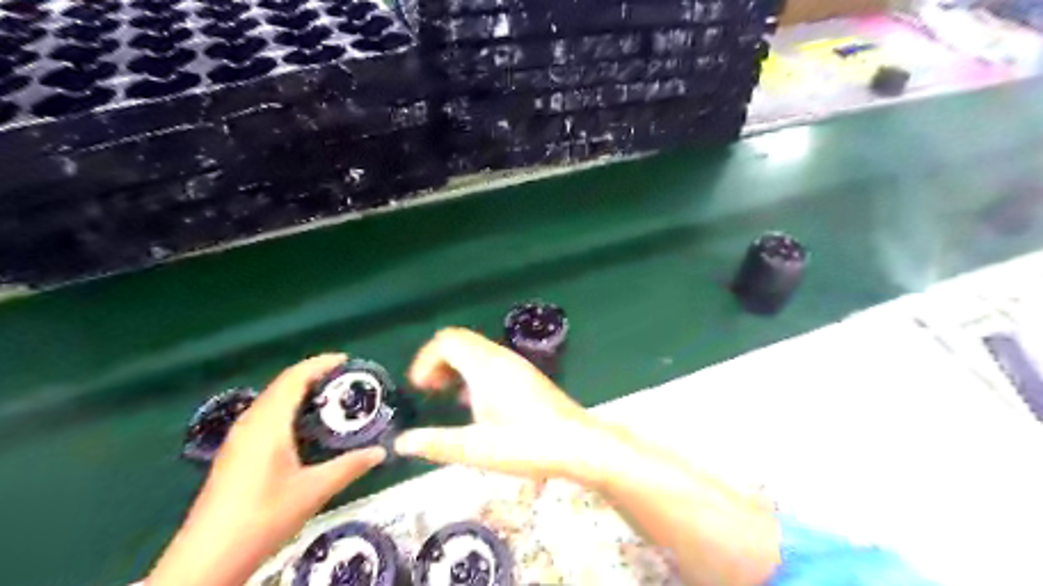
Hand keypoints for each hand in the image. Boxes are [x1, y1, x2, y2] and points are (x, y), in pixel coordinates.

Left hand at [149, 353, 384, 585]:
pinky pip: (265, 415)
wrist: (208, 558)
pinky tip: (304, 427)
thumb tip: (381, 452)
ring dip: (299, 391)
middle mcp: (250, 423)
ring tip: (330, 397)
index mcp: (268, 424)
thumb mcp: (314, 490)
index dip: (319, 364)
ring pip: (272, 400)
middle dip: (313, 375)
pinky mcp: (235, 452)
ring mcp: (239, 438)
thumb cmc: (263, 517)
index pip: (294, 379)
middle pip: (282, 385)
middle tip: (346, 379)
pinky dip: (288, 408)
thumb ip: (349, 467)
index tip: (347, 360)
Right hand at [393, 327, 613, 482]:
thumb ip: (437, 443)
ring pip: (476, 351)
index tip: (419, 387)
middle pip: (460, 341)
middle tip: (430, 391)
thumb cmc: (527, 445)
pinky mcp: (526, 376)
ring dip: (456, 367)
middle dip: (438, 361)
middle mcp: (501, 358)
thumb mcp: (477, 449)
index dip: (425, 359)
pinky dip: (473, 373)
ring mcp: (516, 365)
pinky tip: (475, 404)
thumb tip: (402, 443)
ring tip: (447, 397)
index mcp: (486, 367)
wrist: (578, 445)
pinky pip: (490, 362)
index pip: (447, 340)